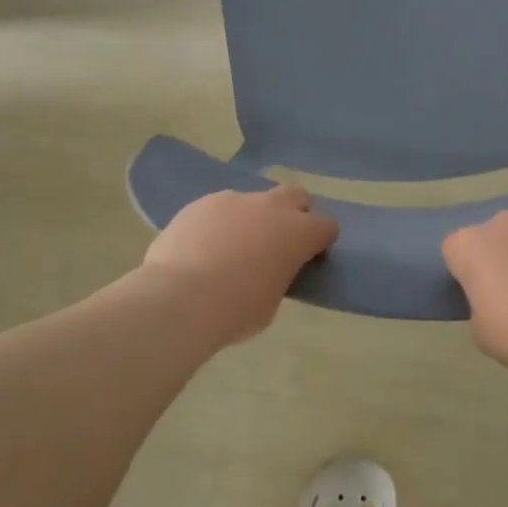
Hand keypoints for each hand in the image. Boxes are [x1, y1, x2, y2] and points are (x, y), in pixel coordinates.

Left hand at [142, 186, 339, 346]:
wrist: (180, 298)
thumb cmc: (236, 310)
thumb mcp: (271, 302)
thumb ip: (277, 275)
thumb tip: (267, 269)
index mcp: (298, 233)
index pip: (327, 226)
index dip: (319, 242)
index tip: (307, 259)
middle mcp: (270, 207)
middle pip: (295, 195)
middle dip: (293, 213)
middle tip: (276, 242)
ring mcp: (233, 200)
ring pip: (252, 201)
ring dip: (250, 219)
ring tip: (229, 250)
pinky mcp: (201, 203)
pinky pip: (218, 209)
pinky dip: (217, 224)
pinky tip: (201, 249)